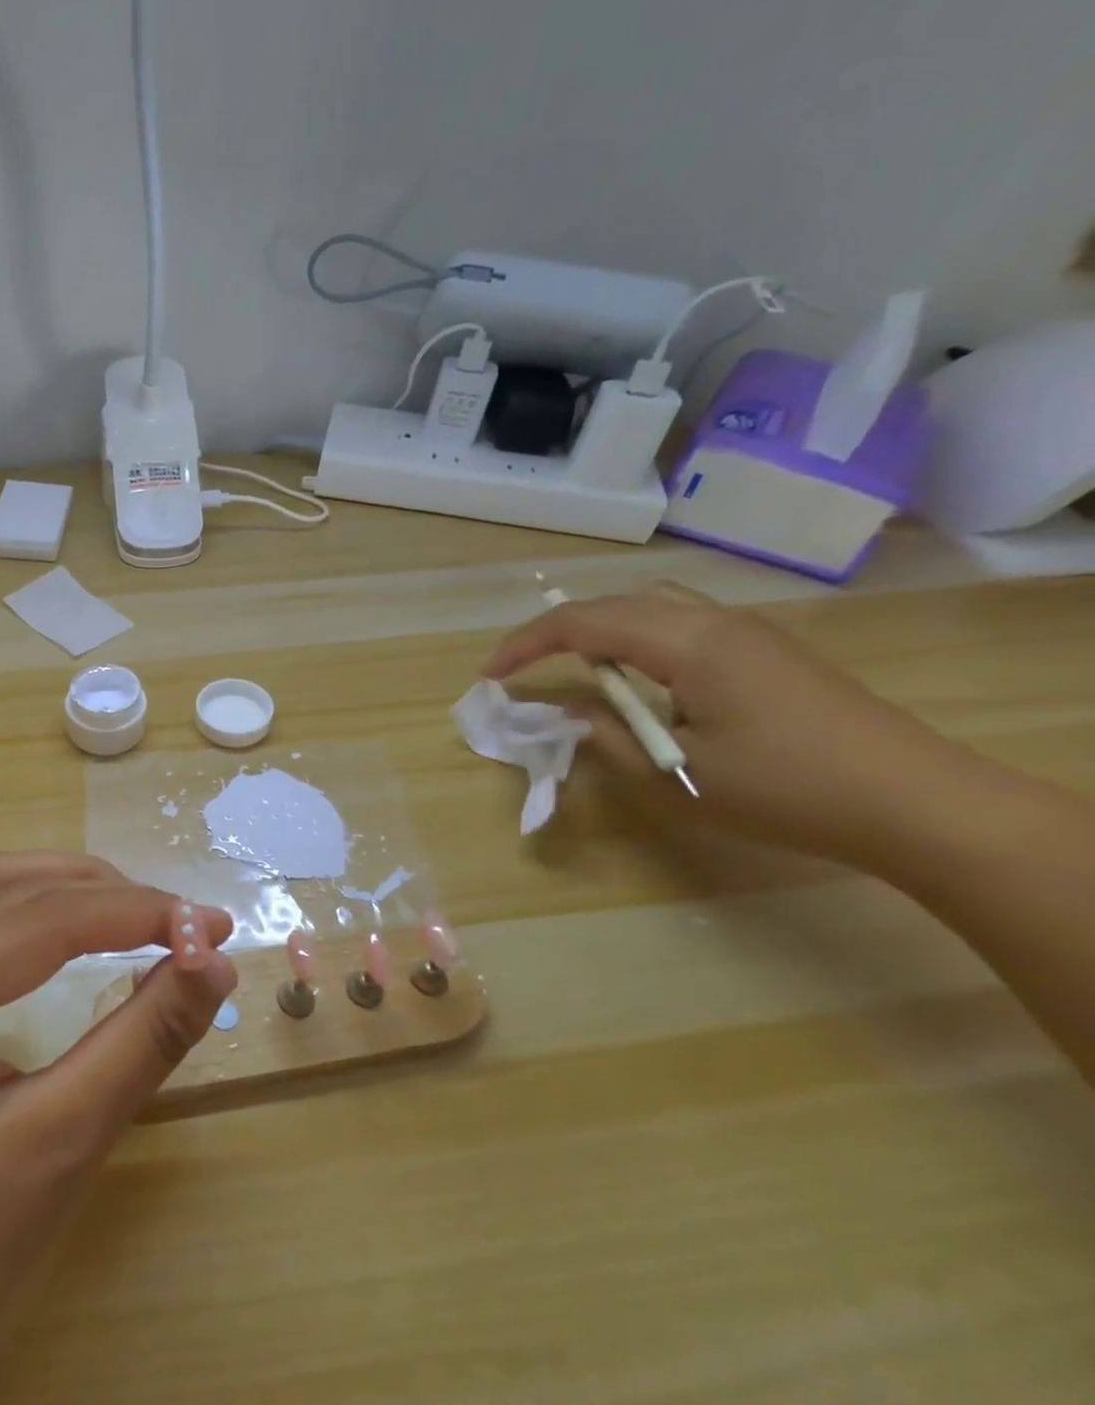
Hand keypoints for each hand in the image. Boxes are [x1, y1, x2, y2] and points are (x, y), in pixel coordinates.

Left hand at [0, 851, 235, 1404]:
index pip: (42, 920)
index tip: (215, 926)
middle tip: (185, 925)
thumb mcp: (60, 1146)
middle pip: (7, 890)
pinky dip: (18, 906)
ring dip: (59, 888)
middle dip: (106, 895)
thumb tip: (212, 962)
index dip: (138, 912)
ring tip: (131, 911)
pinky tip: (49, 926)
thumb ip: (142, 1040)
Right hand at [484, 583, 959, 867]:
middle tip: (524, 670)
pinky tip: (635, 678)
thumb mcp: (677, 774)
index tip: (490, 676)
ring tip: (572, 670)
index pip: (585, 623)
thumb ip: (607, 738)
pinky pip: (680, 623)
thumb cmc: (785, 789)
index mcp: (689, 644)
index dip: (527, 644)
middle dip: (558, 630)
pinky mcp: (763, 651)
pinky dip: (635, 639)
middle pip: (616, 602)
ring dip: (599, 629)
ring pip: (651, 605)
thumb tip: (566, 713)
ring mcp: (746, 632)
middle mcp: (715, 621)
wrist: (913, 802)